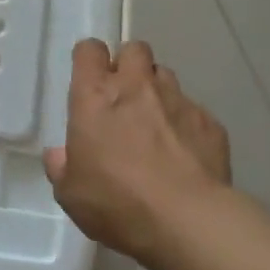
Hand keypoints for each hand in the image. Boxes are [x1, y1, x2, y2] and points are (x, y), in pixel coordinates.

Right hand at [45, 39, 231, 261]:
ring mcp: (177, 101)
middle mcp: (137, 86)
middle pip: (134, 49)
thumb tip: (60, 155)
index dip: (89, 60)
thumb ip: (62, 167)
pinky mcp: (210, 122)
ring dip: (157, 91)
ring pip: (165, 76)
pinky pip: (194, 111)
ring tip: (156, 125)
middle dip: (128, 64)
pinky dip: (185, 124)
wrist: (187, 220)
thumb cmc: (116, 202)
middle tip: (123, 97)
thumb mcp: (71, 193)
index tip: (89, 79)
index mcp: (95, 96)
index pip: (89, 50)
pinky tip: (185, 155)